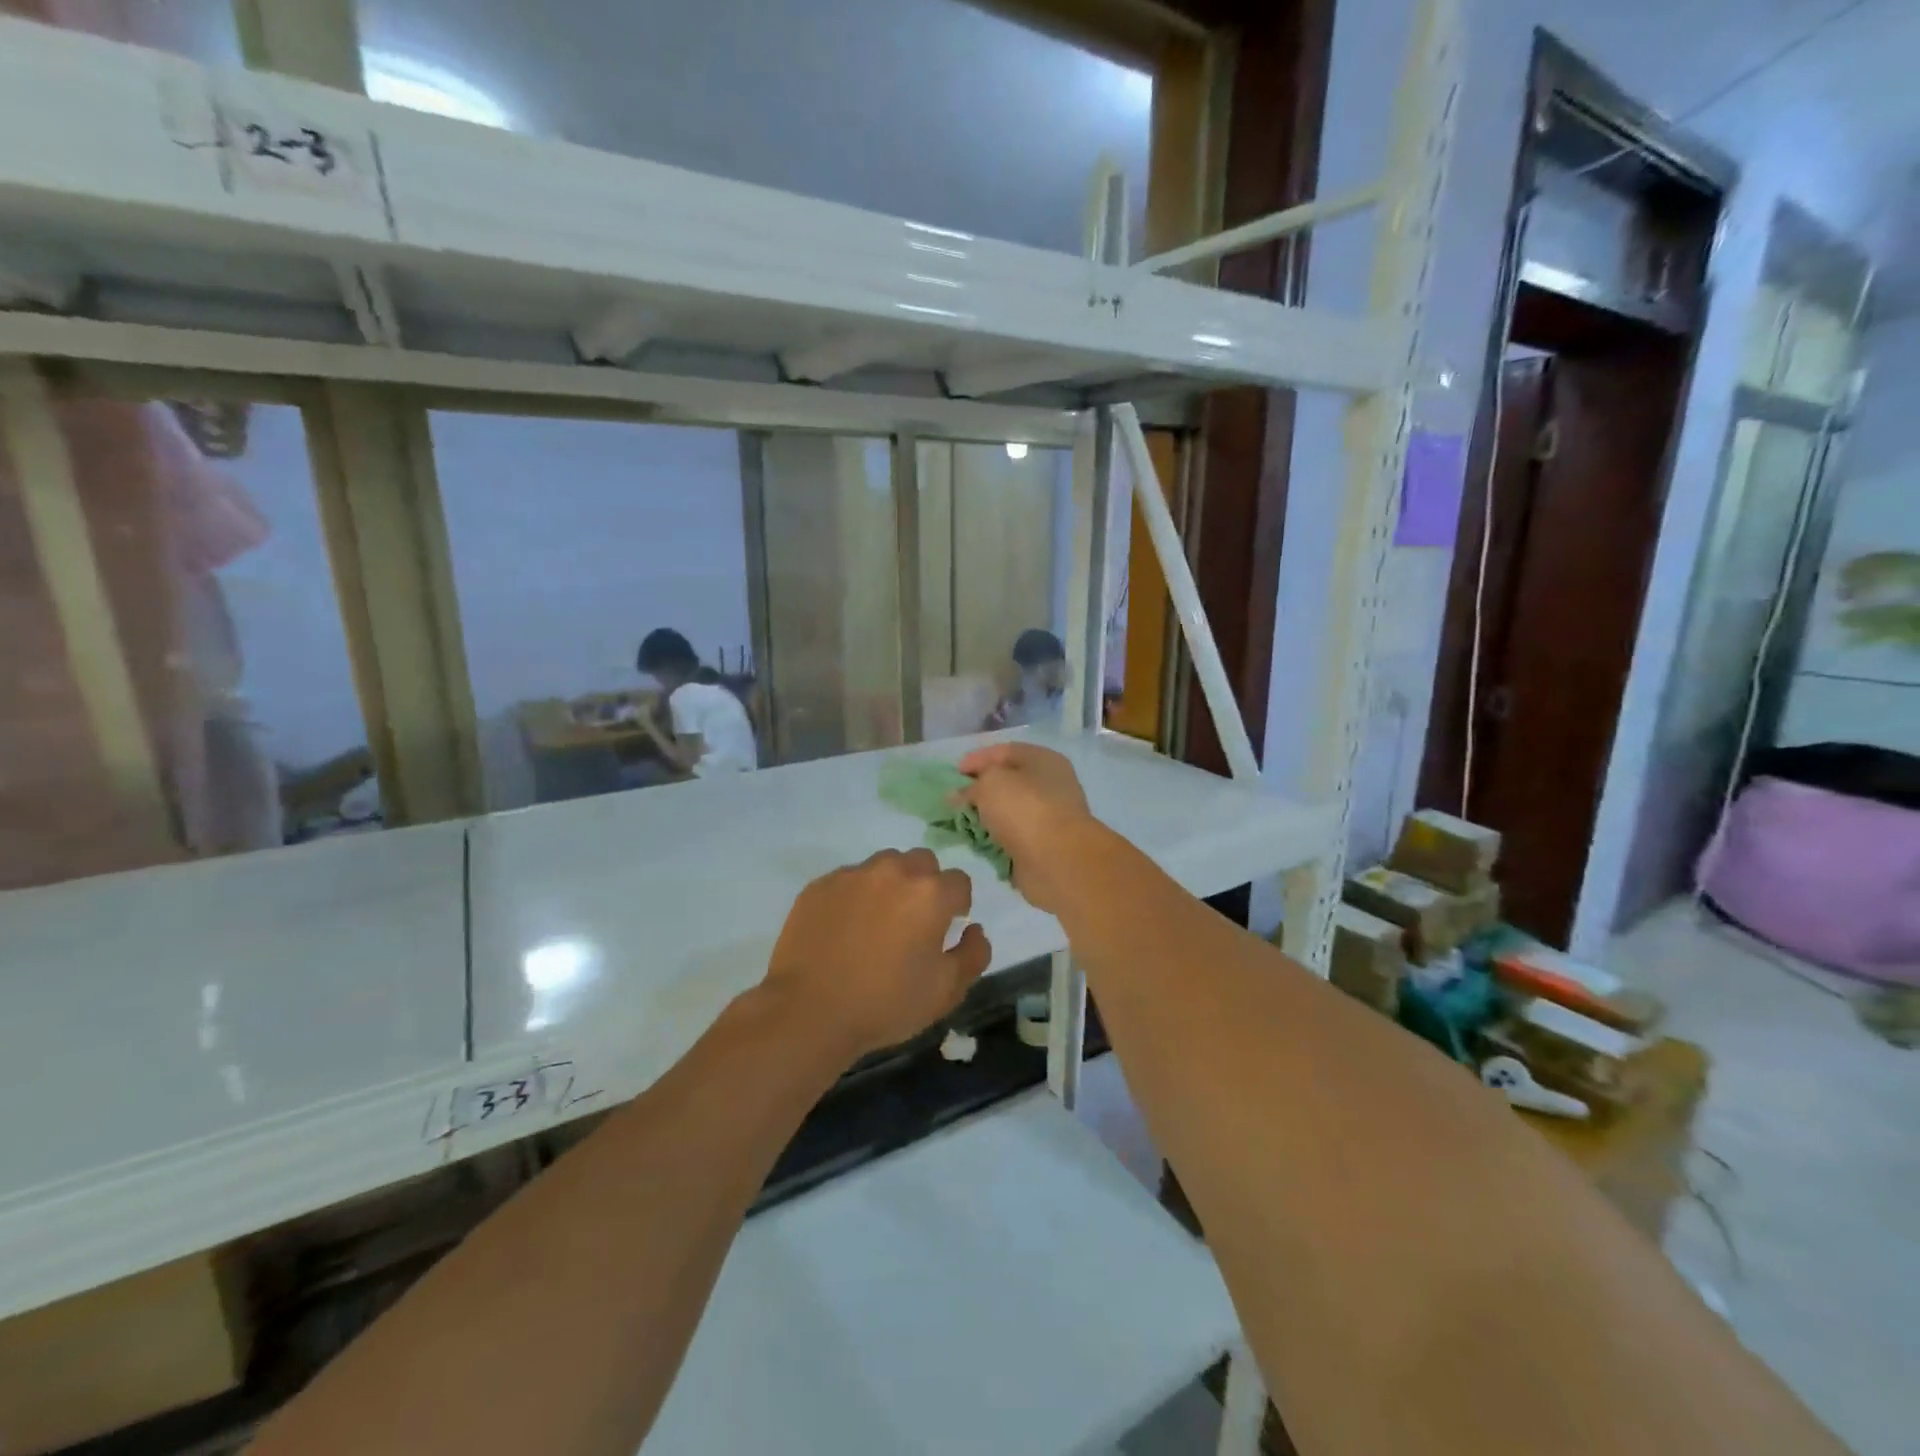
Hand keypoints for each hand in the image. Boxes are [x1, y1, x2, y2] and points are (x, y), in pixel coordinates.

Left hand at [764, 848, 990, 1061]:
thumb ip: (973, 954)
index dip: (957, 906)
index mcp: (930, 894)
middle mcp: (894, 872)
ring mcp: (853, 875)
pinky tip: (845, 929)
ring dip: (890, 885)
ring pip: (884, 865)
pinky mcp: (820, 885)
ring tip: (877, 923)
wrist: (809, 1011)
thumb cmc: (885, 1003)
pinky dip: (855, 896)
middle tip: (913, 923)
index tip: (944, 930)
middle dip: (925, 886)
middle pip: (922, 863)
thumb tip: (974, 929)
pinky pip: (849, 879)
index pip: (959, 882)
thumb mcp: (946, 991)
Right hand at [957, 743, 1098, 913]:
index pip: (1004, 751)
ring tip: (959, 823)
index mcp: (1043, 760)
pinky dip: (994, 840)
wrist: (1057, 860)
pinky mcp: (1041, 845)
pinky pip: (1010, 837)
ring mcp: (1047, 817)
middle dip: (978, 790)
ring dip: (984, 817)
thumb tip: (959, 795)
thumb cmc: (1025, 809)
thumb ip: (971, 785)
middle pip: (1006, 783)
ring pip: (1007, 812)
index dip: (977, 759)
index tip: (953, 773)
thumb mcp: (990, 783)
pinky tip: (975, 843)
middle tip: (953, 800)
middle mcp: (1049, 785)